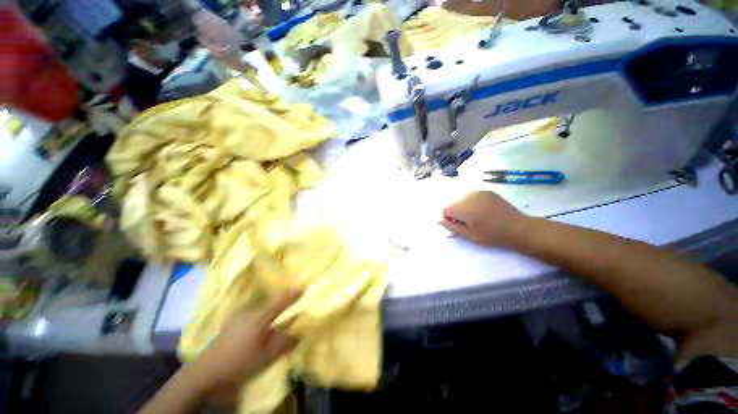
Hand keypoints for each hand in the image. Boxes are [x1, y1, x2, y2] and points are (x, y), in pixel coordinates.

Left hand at [194, 290, 301, 391]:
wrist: (206, 371)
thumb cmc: (239, 362)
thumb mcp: (266, 356)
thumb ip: (284, 343)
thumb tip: (299, 333)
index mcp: (260, 317)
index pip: (280, 301)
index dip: (292, 294)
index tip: (303, 286)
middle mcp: (250, 312)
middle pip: (270, 301)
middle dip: (282, 298)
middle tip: (292, 296)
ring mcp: (239, 316)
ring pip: (260, 305)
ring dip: (271, 304)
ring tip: (279, 305)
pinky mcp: (232, 322)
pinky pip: (252, 311)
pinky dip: (261, 310)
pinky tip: (261, 317)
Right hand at [439, 191, 527, 246]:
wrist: (518, 228)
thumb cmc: (492, 235)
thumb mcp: (469, 235)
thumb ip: (451, 226)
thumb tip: (438, 219)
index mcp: (464, 208)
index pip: (445, 208)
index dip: (448, 217)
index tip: (458, 224)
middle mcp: (469, 197)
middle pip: (452, 201)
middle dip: (454, 210)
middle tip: (466, 221)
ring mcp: (479, 192)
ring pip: (460, 197)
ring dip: (462, 205)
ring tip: (474, 215)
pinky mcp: (487, 191)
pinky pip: (471, 194)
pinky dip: (470, 201)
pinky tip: (481, 209)